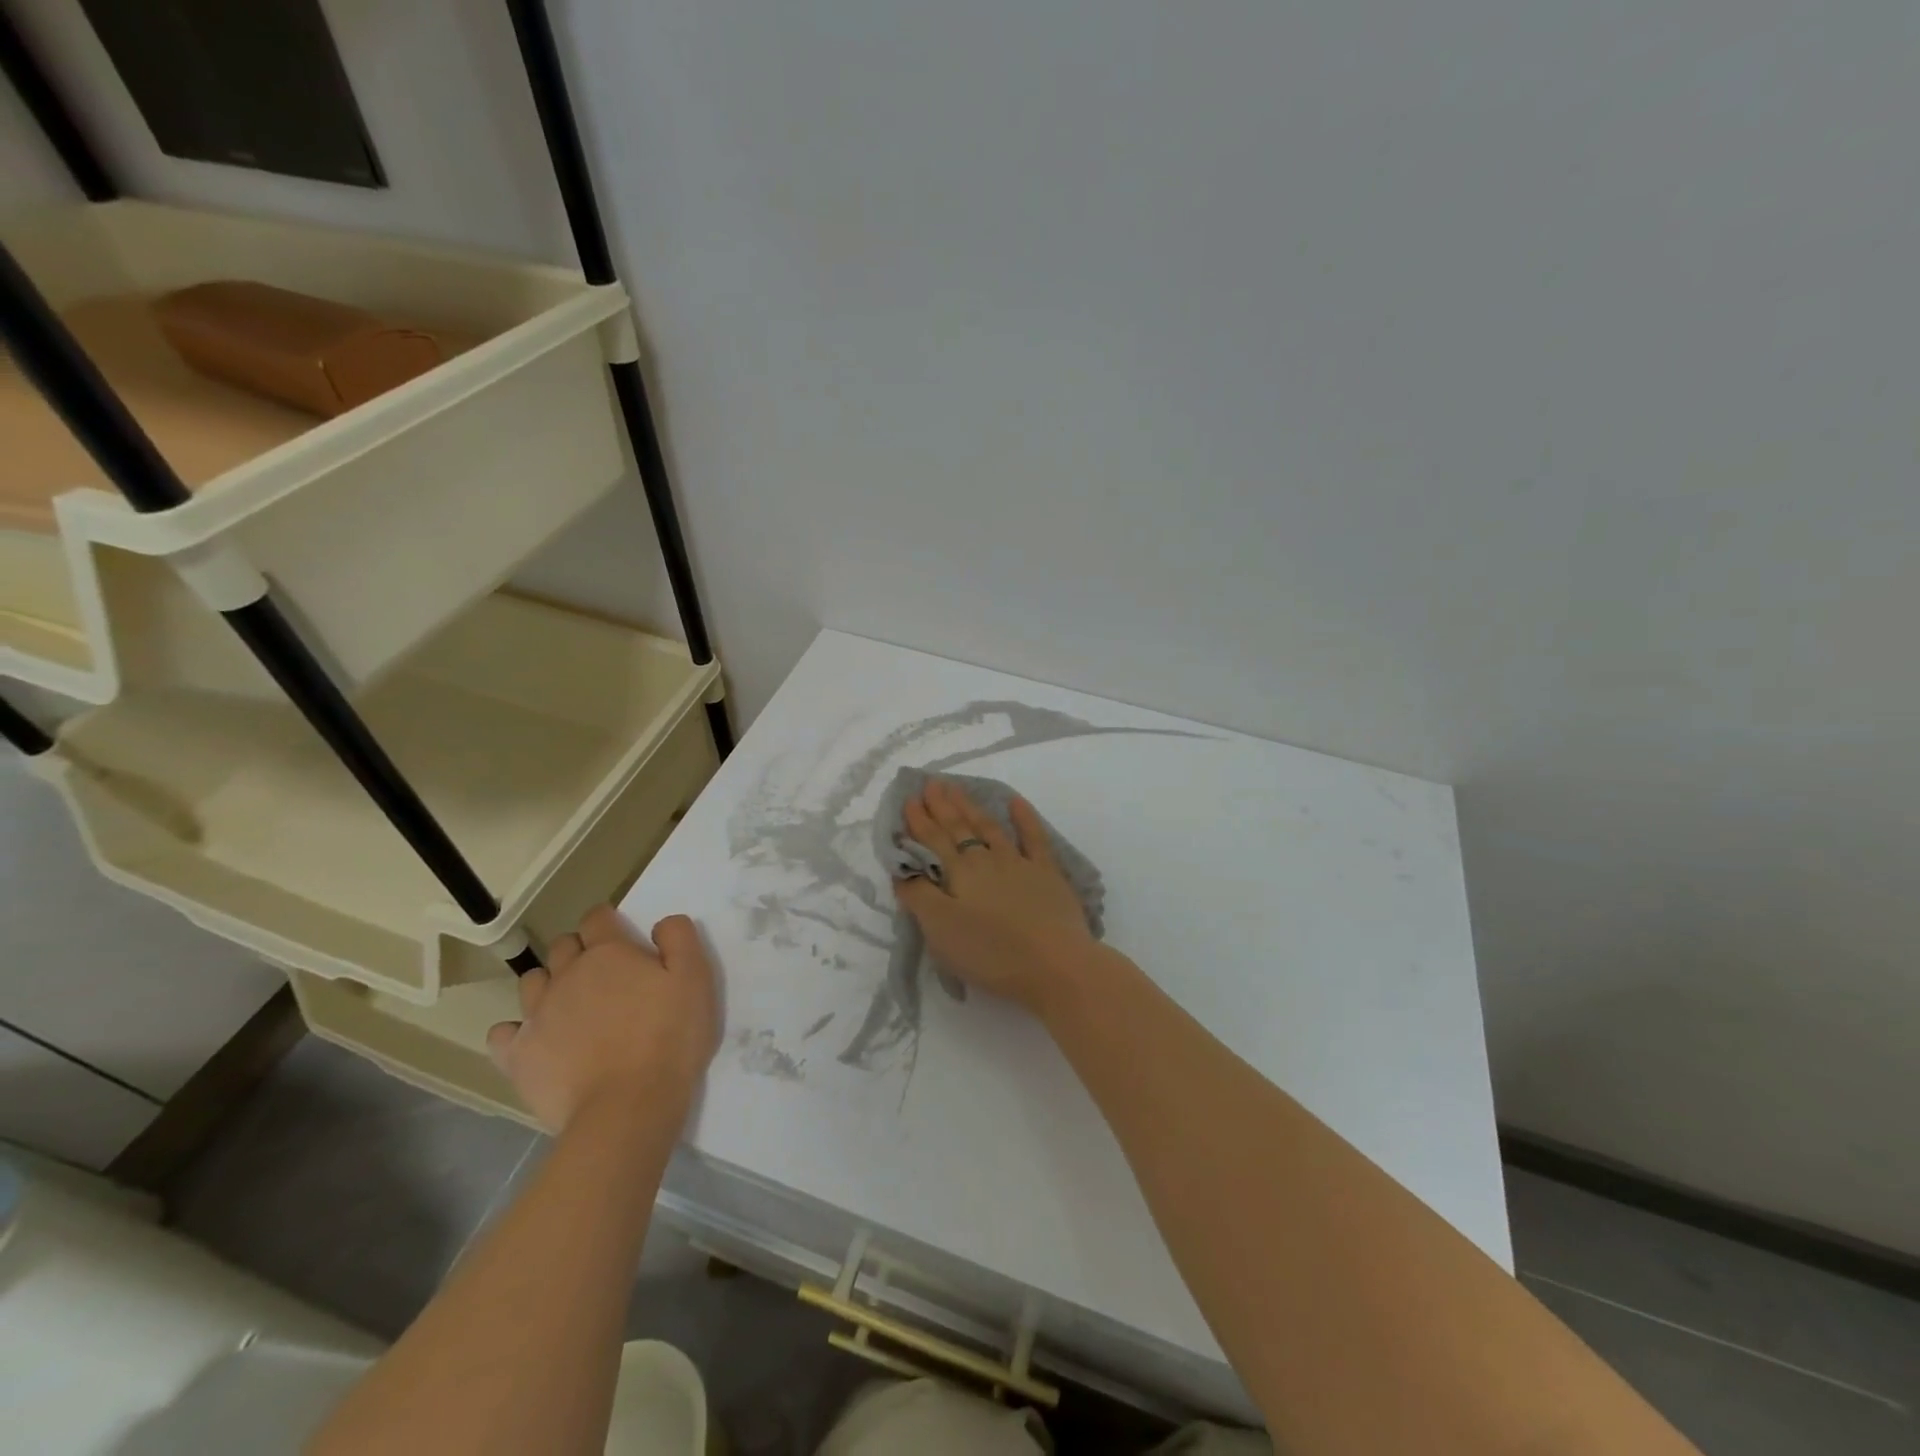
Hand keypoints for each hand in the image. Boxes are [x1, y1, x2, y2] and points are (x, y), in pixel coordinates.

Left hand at [487, 906, 718, 1134]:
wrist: (627, 1107)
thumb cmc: (669, 1038)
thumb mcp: (696, 979)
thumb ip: (680, 939)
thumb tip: (661, 923)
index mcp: (608, 953)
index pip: (597, 918)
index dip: (607, 920)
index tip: (620, 934)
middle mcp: (567, 975)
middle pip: (562, 946)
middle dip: (578, 950)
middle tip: (602, 973)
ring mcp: (537, 1015)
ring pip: (531, 981)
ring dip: (548, 983)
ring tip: (570, 1004)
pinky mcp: (518, 1055)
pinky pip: (503, 1033)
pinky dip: (516, 1031)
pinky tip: (535, 1040)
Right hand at [893, 778, 1101, 1015]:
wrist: (1054, 964)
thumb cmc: (991, 952)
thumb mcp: (941, 930)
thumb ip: (919, 897)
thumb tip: (904, 870)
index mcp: (958, 873)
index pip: (933, 840)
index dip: (919, 820)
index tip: (909, 799)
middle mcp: (986, 860)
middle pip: (959, 828)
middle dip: (942, 806)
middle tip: (931, 783)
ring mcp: (1019, 863)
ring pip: (989, 828)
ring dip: (971, 807)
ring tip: (958, 789)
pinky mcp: (1047, 874)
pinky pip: (1034, 837)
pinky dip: (1024, 817)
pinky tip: (1015, 802)